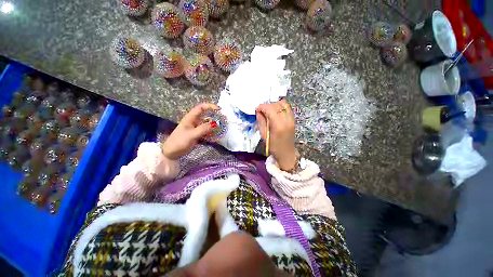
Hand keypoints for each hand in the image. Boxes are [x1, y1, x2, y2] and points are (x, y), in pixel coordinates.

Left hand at [162, 103, 218, 159]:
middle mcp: (194, 121)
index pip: (201, 108)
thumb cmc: (179, 141)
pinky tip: (216, 136)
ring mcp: (196, 128)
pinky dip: (211, 133)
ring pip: (207, 124)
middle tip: (223, 120)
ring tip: (222, 129)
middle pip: (206, 116)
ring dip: (214, 126)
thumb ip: (203, 129)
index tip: (219, 109)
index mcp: (191, 118)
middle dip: (215, 117)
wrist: (172, 152)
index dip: (210, 106)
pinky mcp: (197, 134)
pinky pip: (206, 131)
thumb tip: (215, 124)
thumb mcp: (192, 135)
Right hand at [256, 99, 297, 170]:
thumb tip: (258, 111)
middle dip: (267, 105)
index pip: (270, 109)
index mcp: (278, 126)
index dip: (262, 107)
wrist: (286, 153)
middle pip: (276, 105)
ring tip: (269, 111)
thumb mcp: (264, 135)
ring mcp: (291, 119)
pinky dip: (280, 107)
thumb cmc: (273, 146)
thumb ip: (261, 122)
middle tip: (261, 111)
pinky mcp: (293, 119)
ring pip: (283, 104)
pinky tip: (275, 112)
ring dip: (274, 105)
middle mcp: (286, 120)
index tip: (257, 109)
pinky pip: (287, 108)